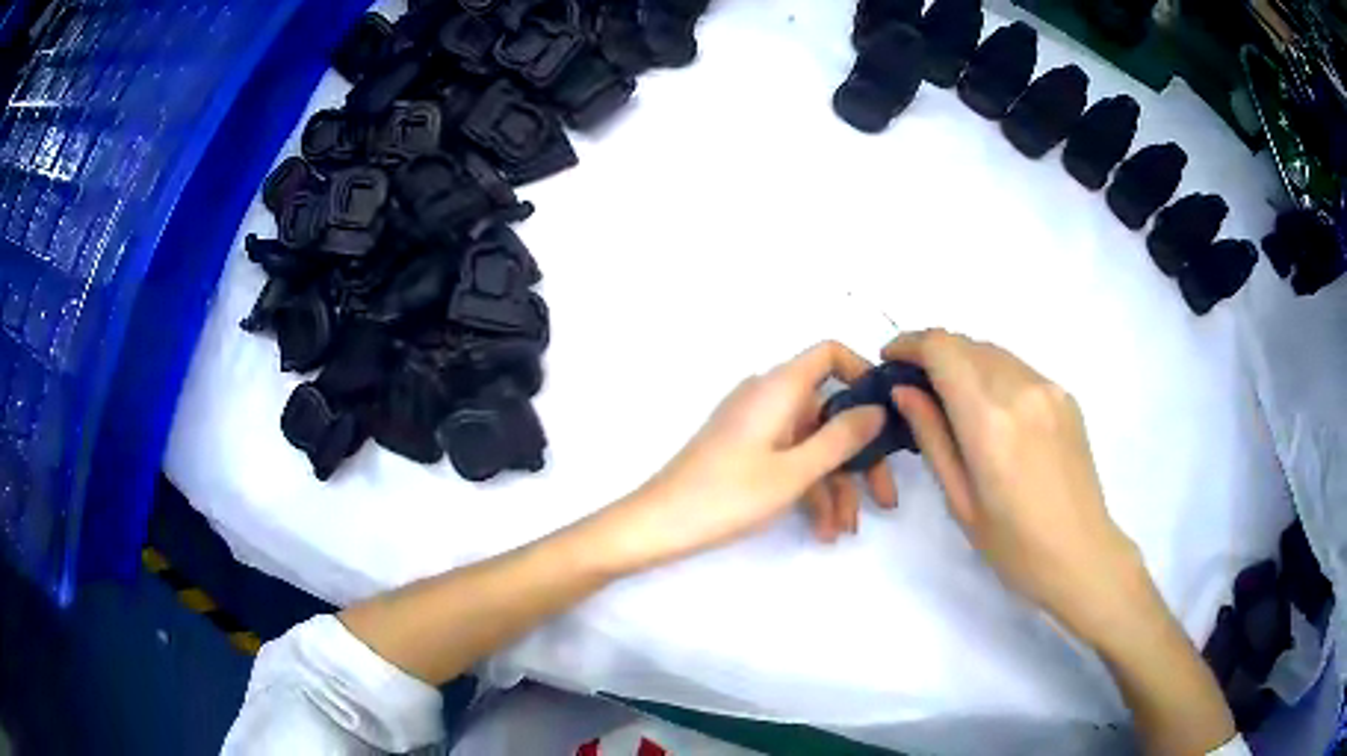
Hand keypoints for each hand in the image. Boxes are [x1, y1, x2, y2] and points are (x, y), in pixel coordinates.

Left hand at [594, 341, 888, 572]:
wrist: (660, 524)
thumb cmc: (729, 494)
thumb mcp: (795, 471)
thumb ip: (842, 437)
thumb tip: (877, 408)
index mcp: (780, 387)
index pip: (829, 353)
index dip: (863, 373)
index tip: (888, 412)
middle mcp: (770, 397)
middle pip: (829, 412)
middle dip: (859, 458)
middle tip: (884, 499)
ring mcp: (757, 426)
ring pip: (812, 445)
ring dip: (834, 487)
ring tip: (844, 530)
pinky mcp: (747, 451)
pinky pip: (789, 460)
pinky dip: (808, 490)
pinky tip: (822, 530)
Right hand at [883, 330, 1144, 643]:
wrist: (1081, 554)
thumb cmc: (1013, 545)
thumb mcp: (960, 500)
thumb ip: (932, 437)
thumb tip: (905, 391)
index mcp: (989, 420)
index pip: (942, 349)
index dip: (909, 344)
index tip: (891, 360)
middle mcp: (1021, 389)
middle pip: (967, 343)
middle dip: (934, 354)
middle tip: (916, 388)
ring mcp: (1049, 389)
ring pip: (994, 353)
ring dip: (965, 363)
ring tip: (951, 400)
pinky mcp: (1065, 396)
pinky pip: (1018, 369)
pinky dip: (994, 376)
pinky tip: (992, 413)